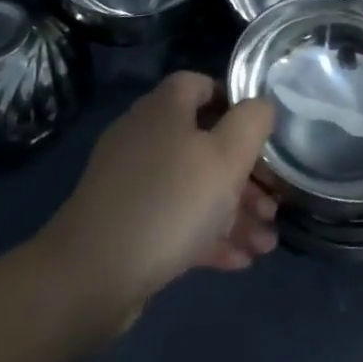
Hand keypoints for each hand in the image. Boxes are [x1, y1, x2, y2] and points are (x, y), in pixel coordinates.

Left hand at [38, 72, 278, 319]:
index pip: (204, 84)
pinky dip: (205, 233)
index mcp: (165, 107)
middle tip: (273, 205)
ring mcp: (130, 179)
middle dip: (245, 175)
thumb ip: (252, 123)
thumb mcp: (226, 158)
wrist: (89, 277)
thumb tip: (261, 106)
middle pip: (204, 142)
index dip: (237, 104)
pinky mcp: (123, 221)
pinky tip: (237, 261)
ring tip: (265, 244)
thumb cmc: (169, 203)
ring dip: (232, 211)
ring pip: (192, 185)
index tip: (264, 136)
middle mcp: (145, 134)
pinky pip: (173, 217)